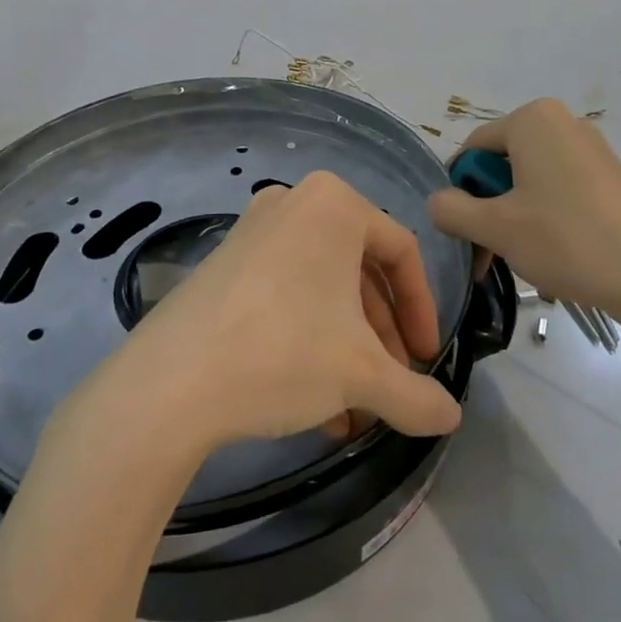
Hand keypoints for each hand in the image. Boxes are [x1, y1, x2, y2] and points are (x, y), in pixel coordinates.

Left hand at [96, 172, 463, 451]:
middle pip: (360, 274)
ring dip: (347, 349)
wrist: (169, 384)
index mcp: (334, 204)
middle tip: (391, 388)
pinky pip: (286, 295)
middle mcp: (294, 203)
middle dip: (380, 338)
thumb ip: (417, 396)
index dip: (422, 312)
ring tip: (355, 411)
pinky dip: (309, 341)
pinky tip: (315, 404)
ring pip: (323, 290)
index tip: (425, 362)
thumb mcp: (362, 375)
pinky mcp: (223, 264)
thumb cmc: (284, 352)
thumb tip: (451, 418)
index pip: (402, 253)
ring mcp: (253, 231)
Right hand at [427, 99, 620, 331]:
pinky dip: (546, 220)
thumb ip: (452, 210)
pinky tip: (555, 256)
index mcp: (532, 119)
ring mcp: (592, 150)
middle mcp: (563, 124)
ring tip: (522, 261)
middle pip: (503, 165)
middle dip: (488, 210)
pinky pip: (561, 192)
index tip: (462, 233)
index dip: (459, 191)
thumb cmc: (568, 239)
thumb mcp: (496, 227)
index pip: (472, 149)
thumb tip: (436, 202)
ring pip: (531, 183)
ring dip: (514, 220)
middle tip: (487, 255)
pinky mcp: (613, 179)